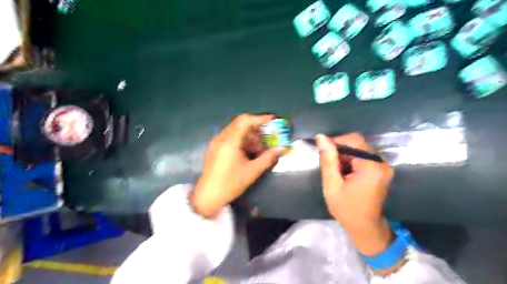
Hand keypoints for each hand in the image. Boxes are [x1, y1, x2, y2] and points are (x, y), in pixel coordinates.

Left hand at [191, 114, 284, 218]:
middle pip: (240, 123)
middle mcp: (221, 138)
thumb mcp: (252, 171)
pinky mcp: (214, 147)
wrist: (208, 196)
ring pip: (234, 130)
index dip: (259, 118)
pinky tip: (246, 151)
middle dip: (255, 128)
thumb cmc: (230, 184)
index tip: (272, 120)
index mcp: (229, 142)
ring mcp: (216, 142)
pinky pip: (229, 136)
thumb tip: (282, 149)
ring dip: (248, 135)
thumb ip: (268, 158)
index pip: (244, 121)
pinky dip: (240, 139)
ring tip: (258, 148)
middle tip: (266, 138)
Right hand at [315, 133, 395, 256]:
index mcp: (371, 166)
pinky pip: (364, 156)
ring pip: (359, 149)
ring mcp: (384, 166)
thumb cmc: (346, 208)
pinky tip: (346, 173)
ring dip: (345, 156)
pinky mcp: (382, 169)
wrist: (365, 227)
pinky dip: (352, 161)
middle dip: (340, 151)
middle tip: (330, 166)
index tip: (324, 153)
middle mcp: (381, 162)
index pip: (353, 140)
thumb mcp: (332, 185)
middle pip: (358, 144)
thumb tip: (321, 137)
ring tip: (337, 172)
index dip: (336, 142)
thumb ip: (328, 160)